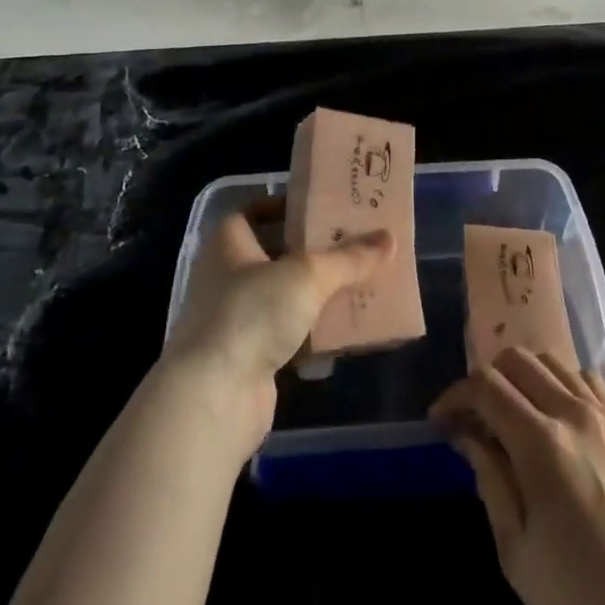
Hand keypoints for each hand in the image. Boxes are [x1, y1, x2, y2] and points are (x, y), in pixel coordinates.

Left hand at [163, 211, 392, 459]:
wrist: (214, 398)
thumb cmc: (251, 314)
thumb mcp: (307, 276)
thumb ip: (349, 258)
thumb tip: (390, 239)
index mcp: (228, 244)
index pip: (254, 211)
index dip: (285, 206)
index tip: (321, 207)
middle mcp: (227, 277)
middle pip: (276, 254)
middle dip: (314, 252)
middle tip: (354, 243)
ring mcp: (236, 320)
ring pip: (285, 296)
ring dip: (318, 294)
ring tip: (360, 282)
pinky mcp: (250, 358)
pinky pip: (289, 334)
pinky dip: (314, 333)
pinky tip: (347, 330)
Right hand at [431, 349, 604, 604]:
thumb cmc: (580, 599)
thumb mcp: (516, 551)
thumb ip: (489, 479)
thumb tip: (467, 435)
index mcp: (541, 443)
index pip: (486, 386)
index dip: (455, 395)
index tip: (440, 421)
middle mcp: (572, 413)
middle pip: (517, 360)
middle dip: (485, 380)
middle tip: (474, 420)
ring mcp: (604, 417)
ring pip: (551, 360)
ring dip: (521, 377)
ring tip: (510, 415)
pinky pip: (585, 379)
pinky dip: (559, 382)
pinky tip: (553, 417)